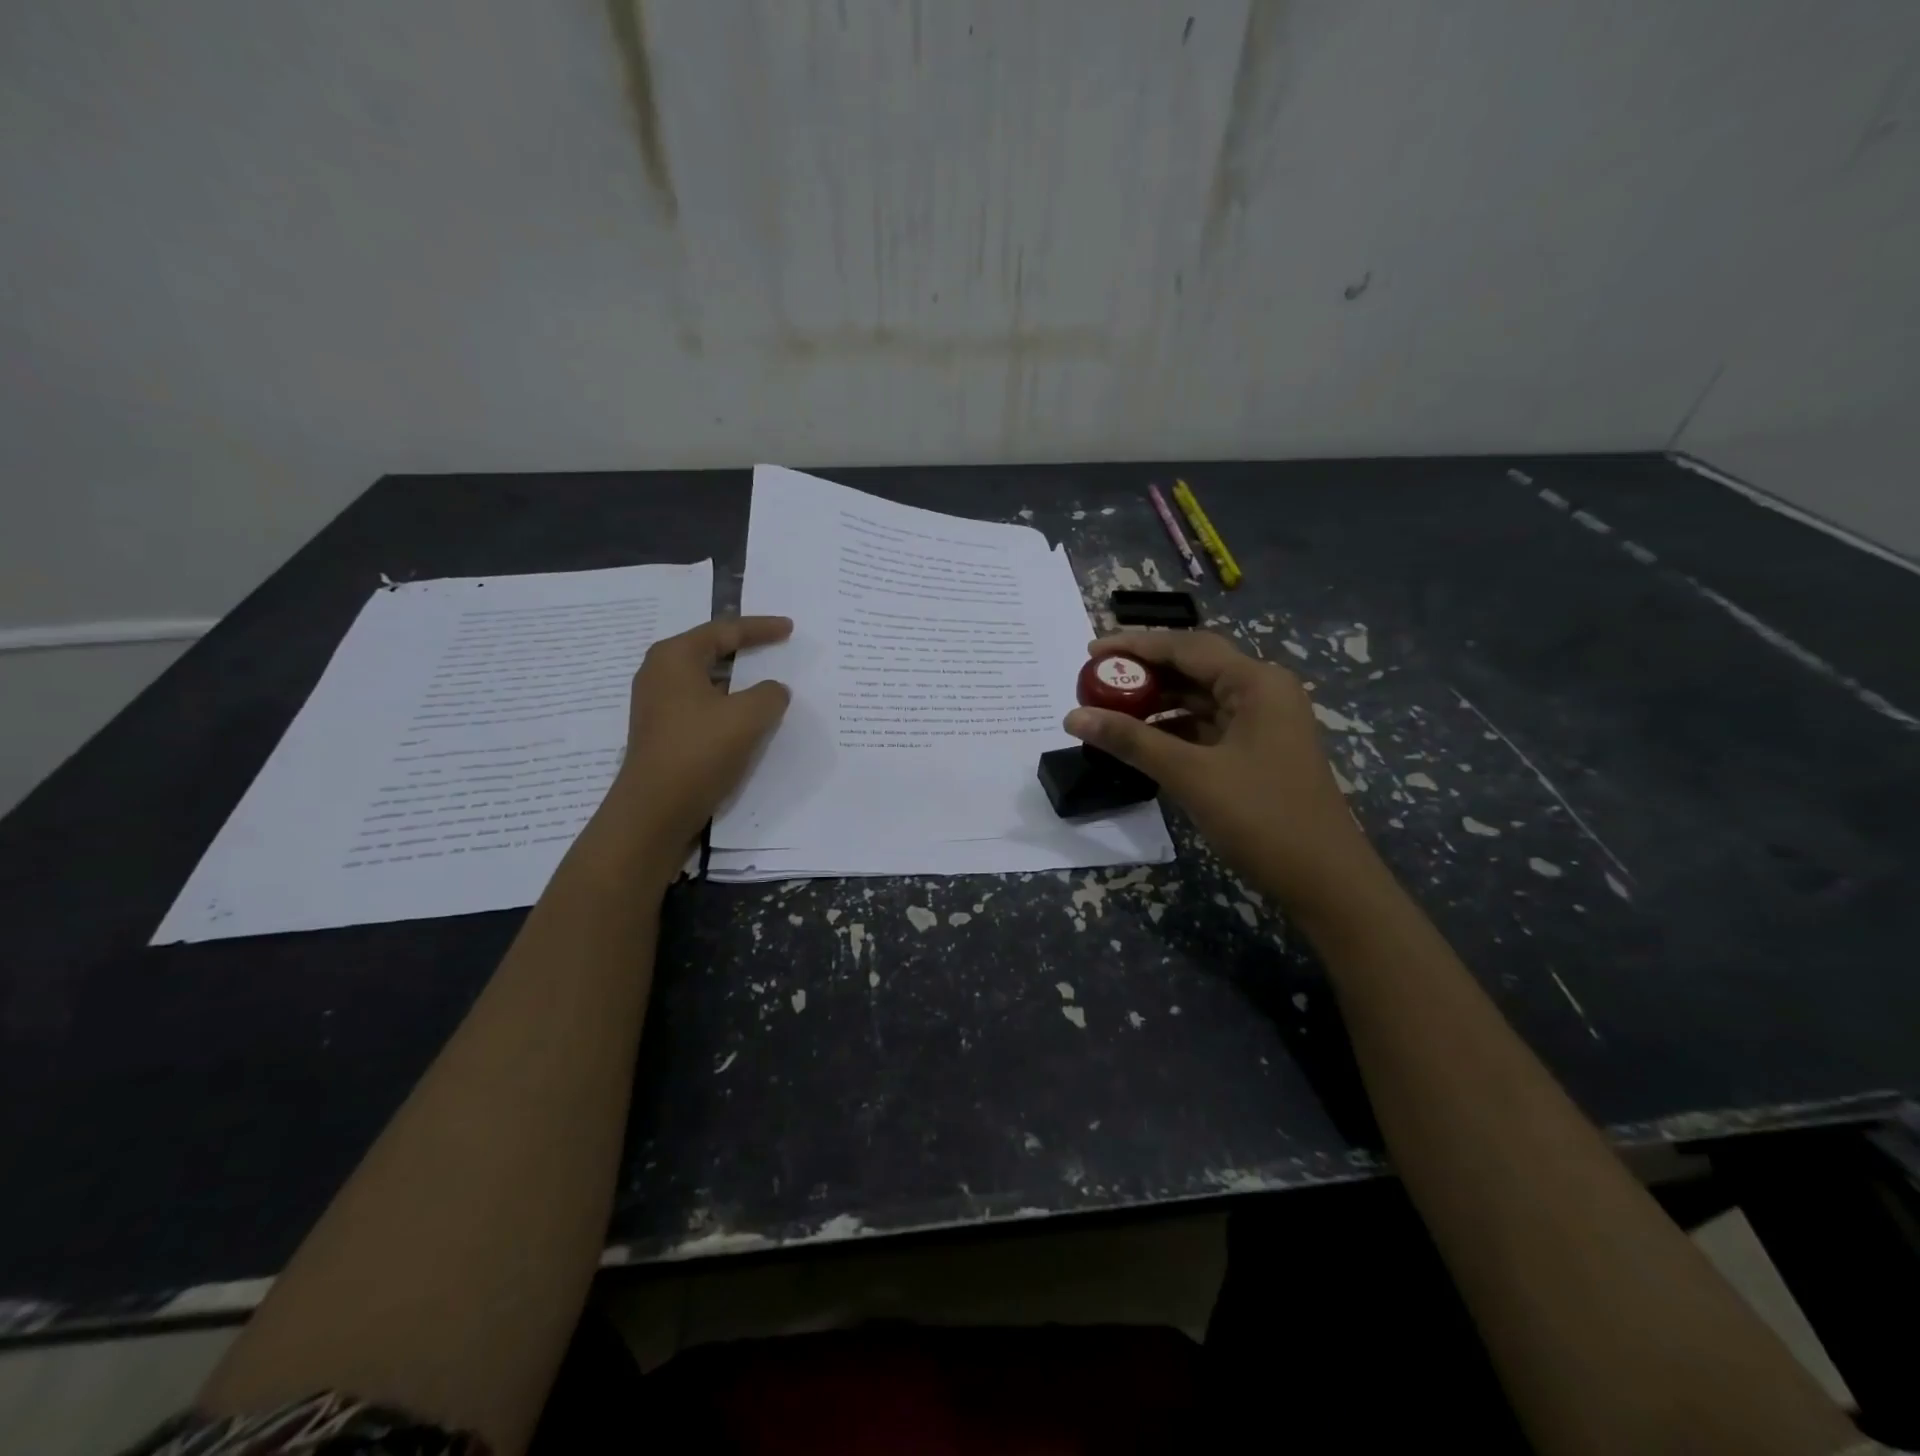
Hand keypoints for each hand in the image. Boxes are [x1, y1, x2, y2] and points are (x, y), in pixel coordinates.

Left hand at [603, 615, 793, 853]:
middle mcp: (659, 673)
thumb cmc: (699, 752)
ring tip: (767, 684)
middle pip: (711, 651)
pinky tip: (746, 719)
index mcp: (675, 657)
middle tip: (776, 647)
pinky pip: (701, 705)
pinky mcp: (661, 732)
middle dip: (746, 650)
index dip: (761, 628)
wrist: (654, 811)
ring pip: (706, 681)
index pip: (724, 631)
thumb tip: (772, 690)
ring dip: (738, 682)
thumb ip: (770, 694)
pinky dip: (727, 705)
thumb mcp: (749, 717)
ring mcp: (656, 705)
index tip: (790, 629)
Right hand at [1064, 630, 1380, 918]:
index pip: (1186, 647)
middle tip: (1095, 679)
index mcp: (1256, 683)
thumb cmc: (1262, 817)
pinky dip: (1172, 729)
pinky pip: (1206, 727)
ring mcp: (1262, 723)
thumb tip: (1073, 716)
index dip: (1135, 645)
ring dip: (1156, 702)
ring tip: (1108, 709)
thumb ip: (1131, 740)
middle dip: (1143, 673)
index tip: (1090, 650)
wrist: (1325, 880)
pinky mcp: (1256, 752)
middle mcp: (1262, 692)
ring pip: (1199, 699)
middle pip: (1193, 668)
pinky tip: (1140, 741)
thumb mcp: (1190, 775)